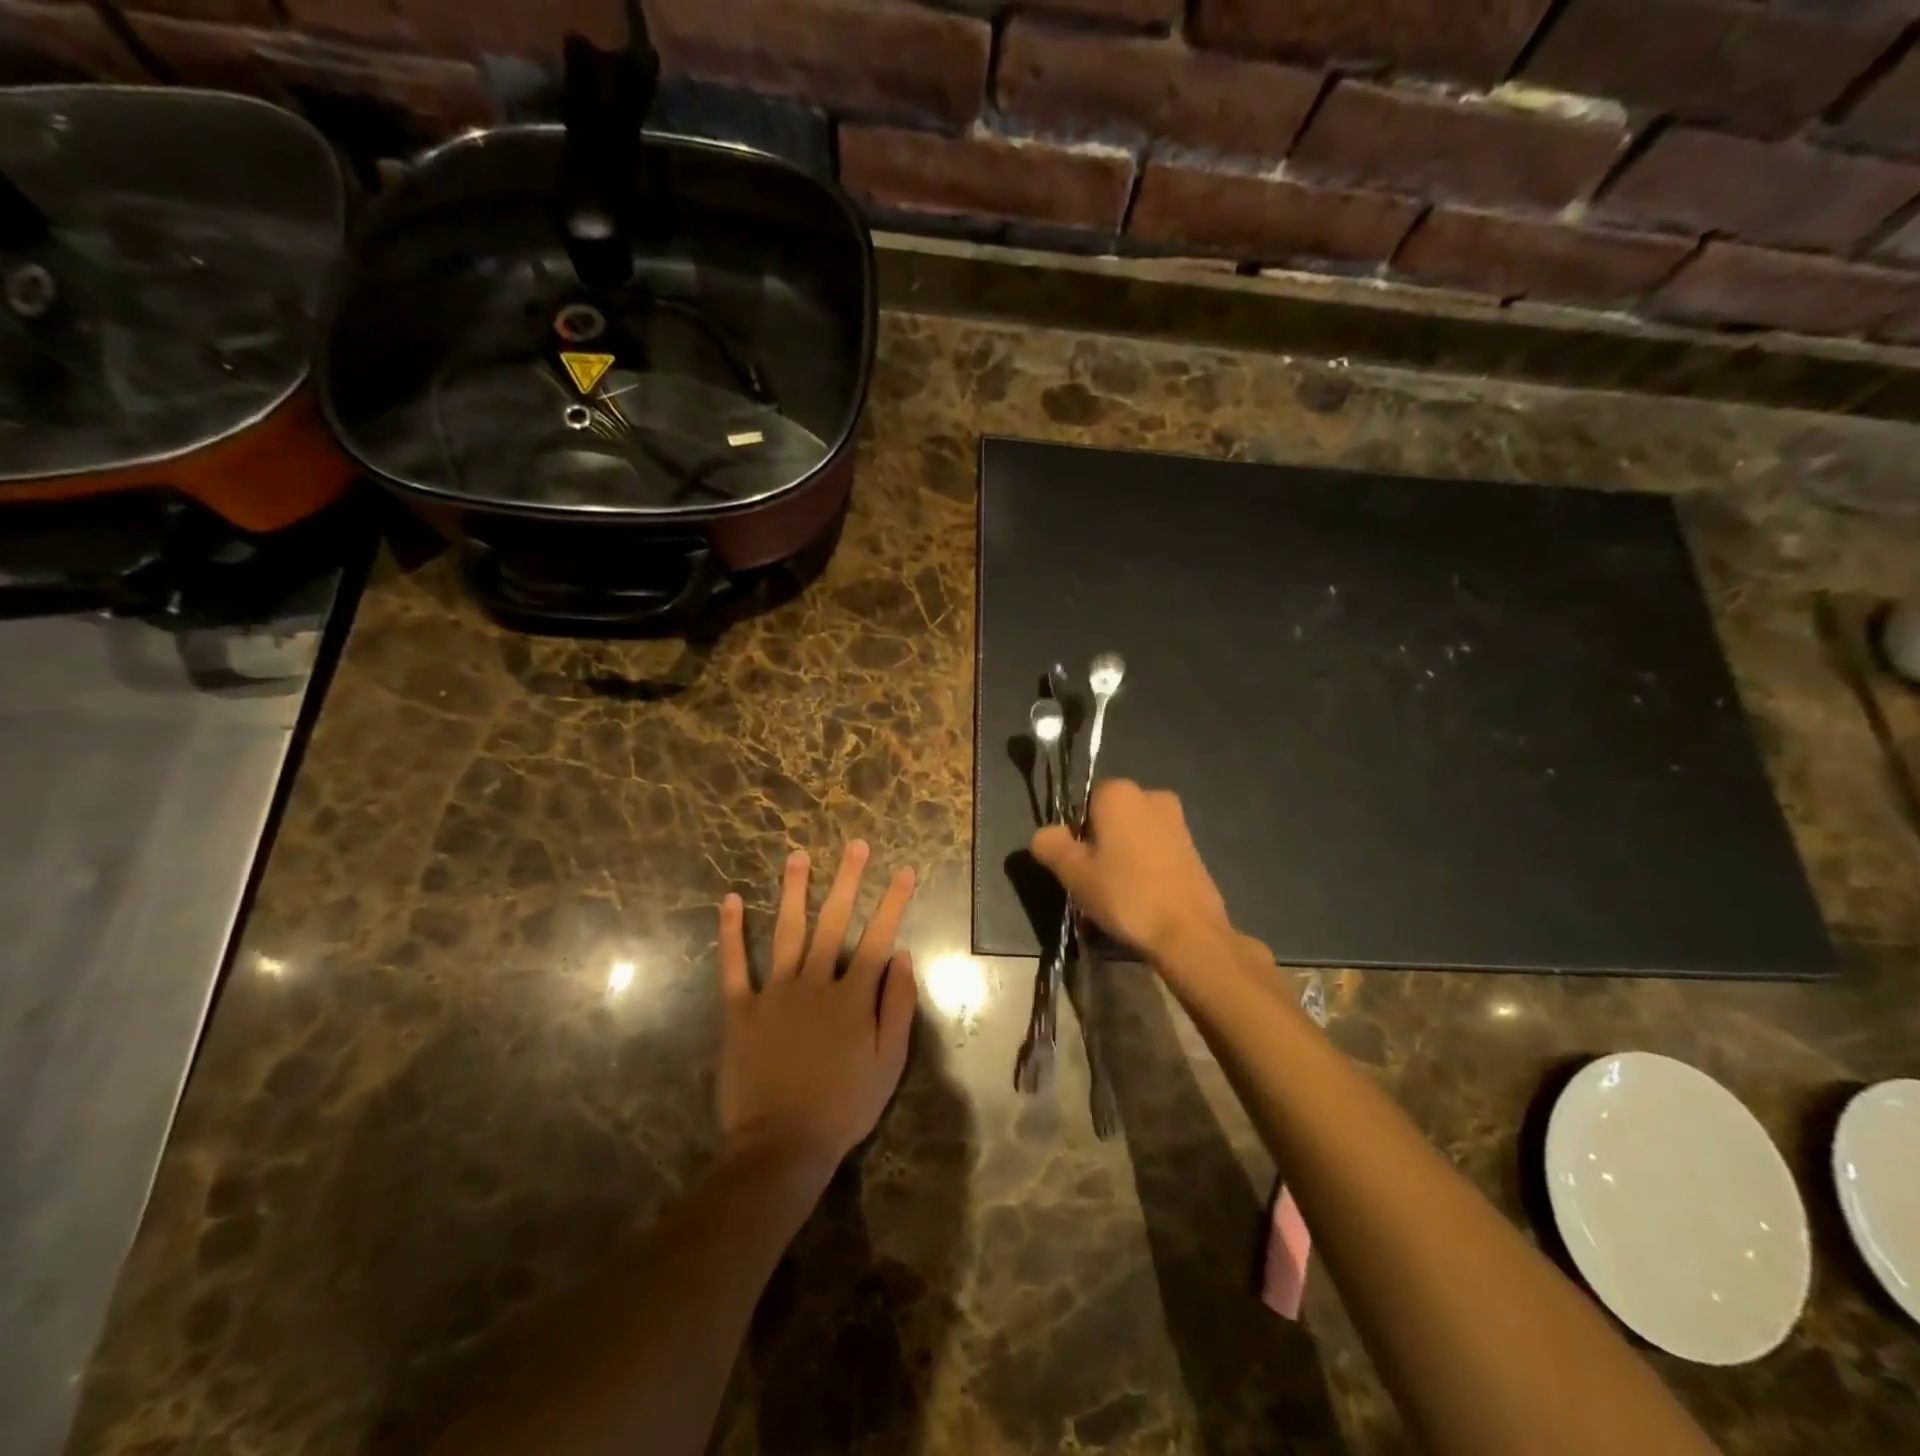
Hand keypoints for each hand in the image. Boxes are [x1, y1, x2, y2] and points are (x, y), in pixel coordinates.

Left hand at [716, 841, 917, 1175]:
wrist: (781, 1145)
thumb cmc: (843, 1106)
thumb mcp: (889, 1064)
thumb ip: (898, 1007)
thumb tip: (904, 956)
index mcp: (852, 996)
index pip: (878, 937)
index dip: (893, 902)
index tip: (903, 870)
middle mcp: (815, 982)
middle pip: (834, 922)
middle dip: (847, 880)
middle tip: (854, 845)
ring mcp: (775, 992)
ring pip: (787, 931)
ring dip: (794, 891)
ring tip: (797, 856)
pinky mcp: (740, 1009)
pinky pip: (734, 965)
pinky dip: (731, 932)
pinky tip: (729, 901)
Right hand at [1031, 779, 1230, 958]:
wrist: (1189, 932)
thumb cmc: (1125, 894)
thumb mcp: (1073, 872)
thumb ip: (1050, 845)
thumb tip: (1045, 835)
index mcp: (1119, 792)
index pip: (1082, 804)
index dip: (1075, 836)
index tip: (1078, 866)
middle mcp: (1151, 796)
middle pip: (1109, 820)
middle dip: (1098, 847)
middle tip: (1093, 885)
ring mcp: (1177, 821)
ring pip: (1132, 837)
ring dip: (1121, 860)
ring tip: (1117, 899)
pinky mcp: (1193, 848)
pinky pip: (1155, 852)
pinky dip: (1144, 869)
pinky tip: (1141, 900)